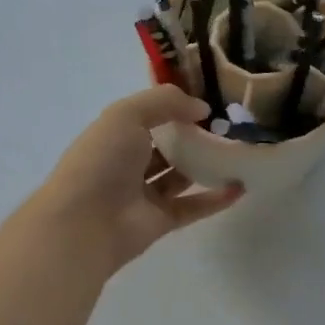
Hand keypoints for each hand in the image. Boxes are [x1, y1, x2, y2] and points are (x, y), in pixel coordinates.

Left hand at [31, 86, 242, 273]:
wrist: (84, 223)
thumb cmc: (102, 160)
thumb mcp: (127, 114)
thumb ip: (166, 102)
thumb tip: (202, 109)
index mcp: (115, 135)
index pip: (148, 116)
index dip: (175, 107)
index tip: (208, 102)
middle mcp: (128, 164)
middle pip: (167, 147)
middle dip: (194, 136)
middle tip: (229, 127)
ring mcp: (145, 195)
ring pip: (181, 176)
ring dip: (207, 166)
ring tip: (238, 153)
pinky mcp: (161, 221)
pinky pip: (194, 207)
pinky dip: (216, 198)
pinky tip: (239, 186)